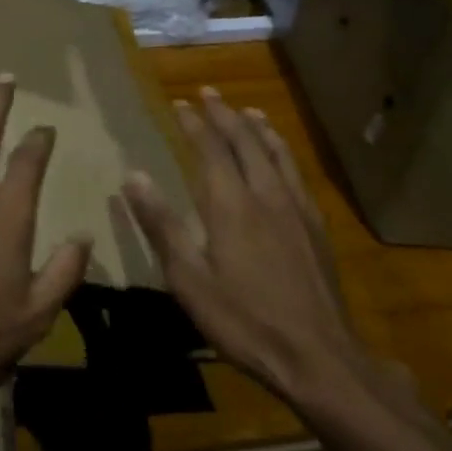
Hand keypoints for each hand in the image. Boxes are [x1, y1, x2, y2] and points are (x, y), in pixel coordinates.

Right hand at [122, 87, 384, 419]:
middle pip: (244, 142)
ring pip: (275, 153)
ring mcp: (296, 209)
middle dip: (224, 115)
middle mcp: (265, 195)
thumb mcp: (189, 279)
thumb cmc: (244, 320)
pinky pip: (297, 174)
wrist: (318, 357)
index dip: (194, 124)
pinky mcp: (316, 227)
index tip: (180, 104)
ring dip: (258, 128)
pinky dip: (284, 152)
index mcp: (230, 204)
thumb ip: (161, 225)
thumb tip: (133, 176)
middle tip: (209, 93)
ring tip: (247, 110)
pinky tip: (283, 158)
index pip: (210, 149)